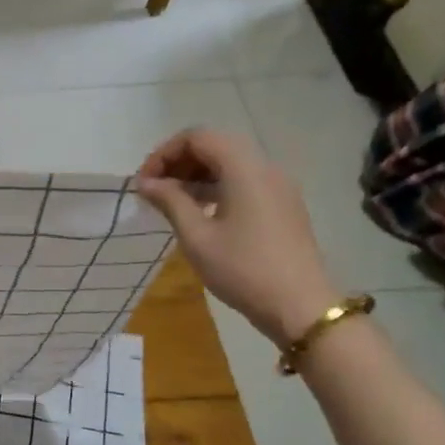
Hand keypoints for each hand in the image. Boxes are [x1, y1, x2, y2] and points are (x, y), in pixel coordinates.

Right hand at [135, 129, 339, 346]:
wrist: (300, 307)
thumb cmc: (243, 269)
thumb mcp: (197, 237)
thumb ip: (170, 201)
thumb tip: (146, 183)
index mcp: (244, 169)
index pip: (198, 137)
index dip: (164, 153)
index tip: (145, 183)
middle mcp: (265, 168)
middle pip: (215, 145)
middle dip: (179, 161)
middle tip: (154, 190)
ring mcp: (278, 187)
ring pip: (230, 164)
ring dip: (197, 175)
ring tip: (172, 203)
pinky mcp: (283, 205)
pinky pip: (244, 181)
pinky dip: (216, 187)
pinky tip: (200, 213)